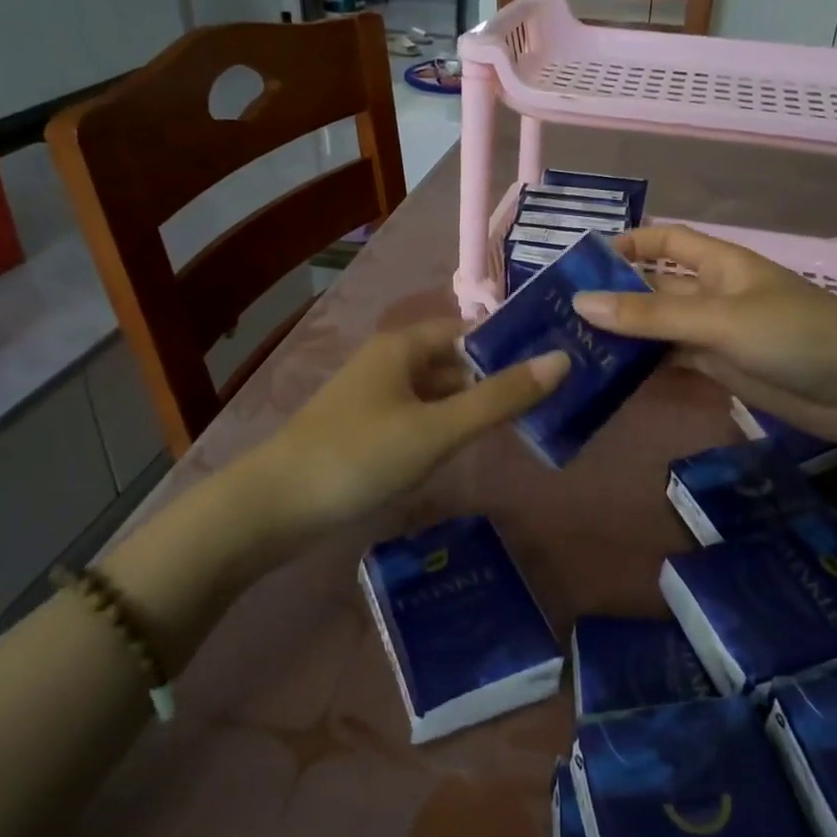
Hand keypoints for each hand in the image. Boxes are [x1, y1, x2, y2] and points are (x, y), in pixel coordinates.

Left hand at [248, 320, 568, 529]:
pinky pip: (420, 417)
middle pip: (455, 361)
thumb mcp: (438, 428)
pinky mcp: (368, 429)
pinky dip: (447, 425)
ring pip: (438, 392)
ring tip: (524, 423)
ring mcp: (376, 397)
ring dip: (473, 404)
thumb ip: (499, 398)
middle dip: (496, 377)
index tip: (554, 359)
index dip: (509, 342)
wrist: (276, 506)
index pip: (469, 329)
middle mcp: (389, 362)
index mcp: (403, 346)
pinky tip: (470, 445)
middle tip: (549, 398)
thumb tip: (561, 359)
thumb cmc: (361, 456)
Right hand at [572, 224, 836, 445]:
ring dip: (624, 337)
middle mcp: (712, 294)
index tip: (580, 263)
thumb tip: (580, 303)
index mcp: (717, 264)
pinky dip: (644, 368)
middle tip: (559, 317)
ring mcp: (716, 334)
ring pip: (659, 329)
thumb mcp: (719, 319)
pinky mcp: (721, 370)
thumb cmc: (796, 335)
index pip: (664, 241)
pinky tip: (608, 379)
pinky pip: (672, 362)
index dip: (627, 244)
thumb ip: (650, 316)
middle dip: (613, 297)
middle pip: (654, 288)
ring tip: (572, 349)